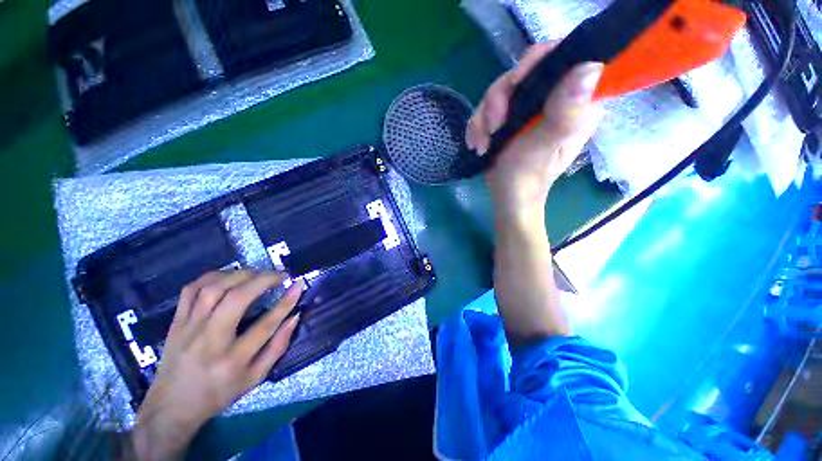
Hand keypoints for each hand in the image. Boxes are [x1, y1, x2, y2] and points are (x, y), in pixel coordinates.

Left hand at [131, 270, 302, 460]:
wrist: (171, 407)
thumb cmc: (219, 393)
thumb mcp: (255, 378)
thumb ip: (278, 346)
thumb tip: (295, 316)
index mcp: (232, 360)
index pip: (265, 324)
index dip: (286, 302)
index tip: (298, 285)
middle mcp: (209, 341)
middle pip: (236, 299)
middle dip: (263, 280)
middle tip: (280, 275)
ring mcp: (188, 329)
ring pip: (213, 289)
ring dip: (241, 275)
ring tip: (258, 274)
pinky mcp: (175, 322)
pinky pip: (191, 290)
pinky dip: (213, 276)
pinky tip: (229, 276)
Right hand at [466, 43, 603, 223]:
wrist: (508, 194)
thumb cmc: (529, 174)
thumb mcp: (548, 142)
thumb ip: (567, 110)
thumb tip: (591, 66)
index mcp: (575, 101)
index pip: (563, 58)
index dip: (537, 61)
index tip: (515, 83)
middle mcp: (553, 98)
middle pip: (522, 73)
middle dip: (499, 99)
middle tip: (493, 126)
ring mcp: (528, 108)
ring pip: (499, 91)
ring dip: (484, 118)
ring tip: (481, 143)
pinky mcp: (509, 118)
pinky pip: (486, 109)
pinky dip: (477, 126)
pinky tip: (477, 144)